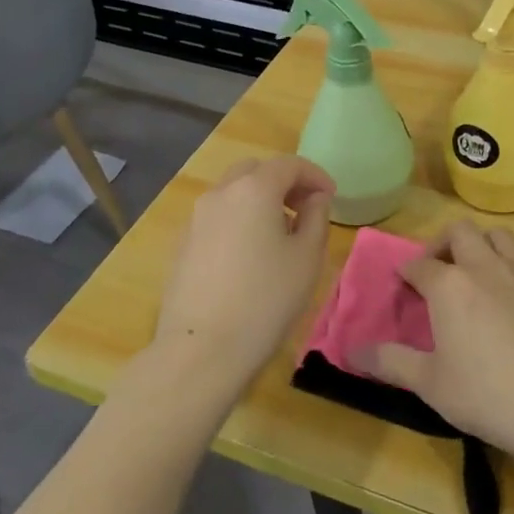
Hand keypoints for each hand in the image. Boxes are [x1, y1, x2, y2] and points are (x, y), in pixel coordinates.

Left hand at [151, 155, 335, 396]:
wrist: (201, 350)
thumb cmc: (266, 300)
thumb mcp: (307, 258)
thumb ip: (316, 217)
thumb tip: (314, 199)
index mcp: (253, 189)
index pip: (288, 164)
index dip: (314, 175)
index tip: (331, 196)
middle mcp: (220, 194)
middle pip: (255, 171)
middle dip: (283, 182)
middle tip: (304, 208)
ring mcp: (195, 219)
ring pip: (232, 193)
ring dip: (258, 201)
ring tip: (279, 234)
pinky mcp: (182, 245)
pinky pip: (217, 218)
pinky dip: (238, 221)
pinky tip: (250, 255)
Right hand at [350, 221, 513, 466]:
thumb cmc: (490, 396)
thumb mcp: (431, 385)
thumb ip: (390, 362)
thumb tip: (352, 351)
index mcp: (450, 286)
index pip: (419, 265)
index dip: (407, 272)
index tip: (403, 284)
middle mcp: (485, 266)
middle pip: (460, 232)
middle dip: (443, 244)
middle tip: (437, 270)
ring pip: (498, 236)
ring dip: (481, 245)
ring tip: (475, 272)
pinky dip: (511, 264)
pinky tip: (512, 293)